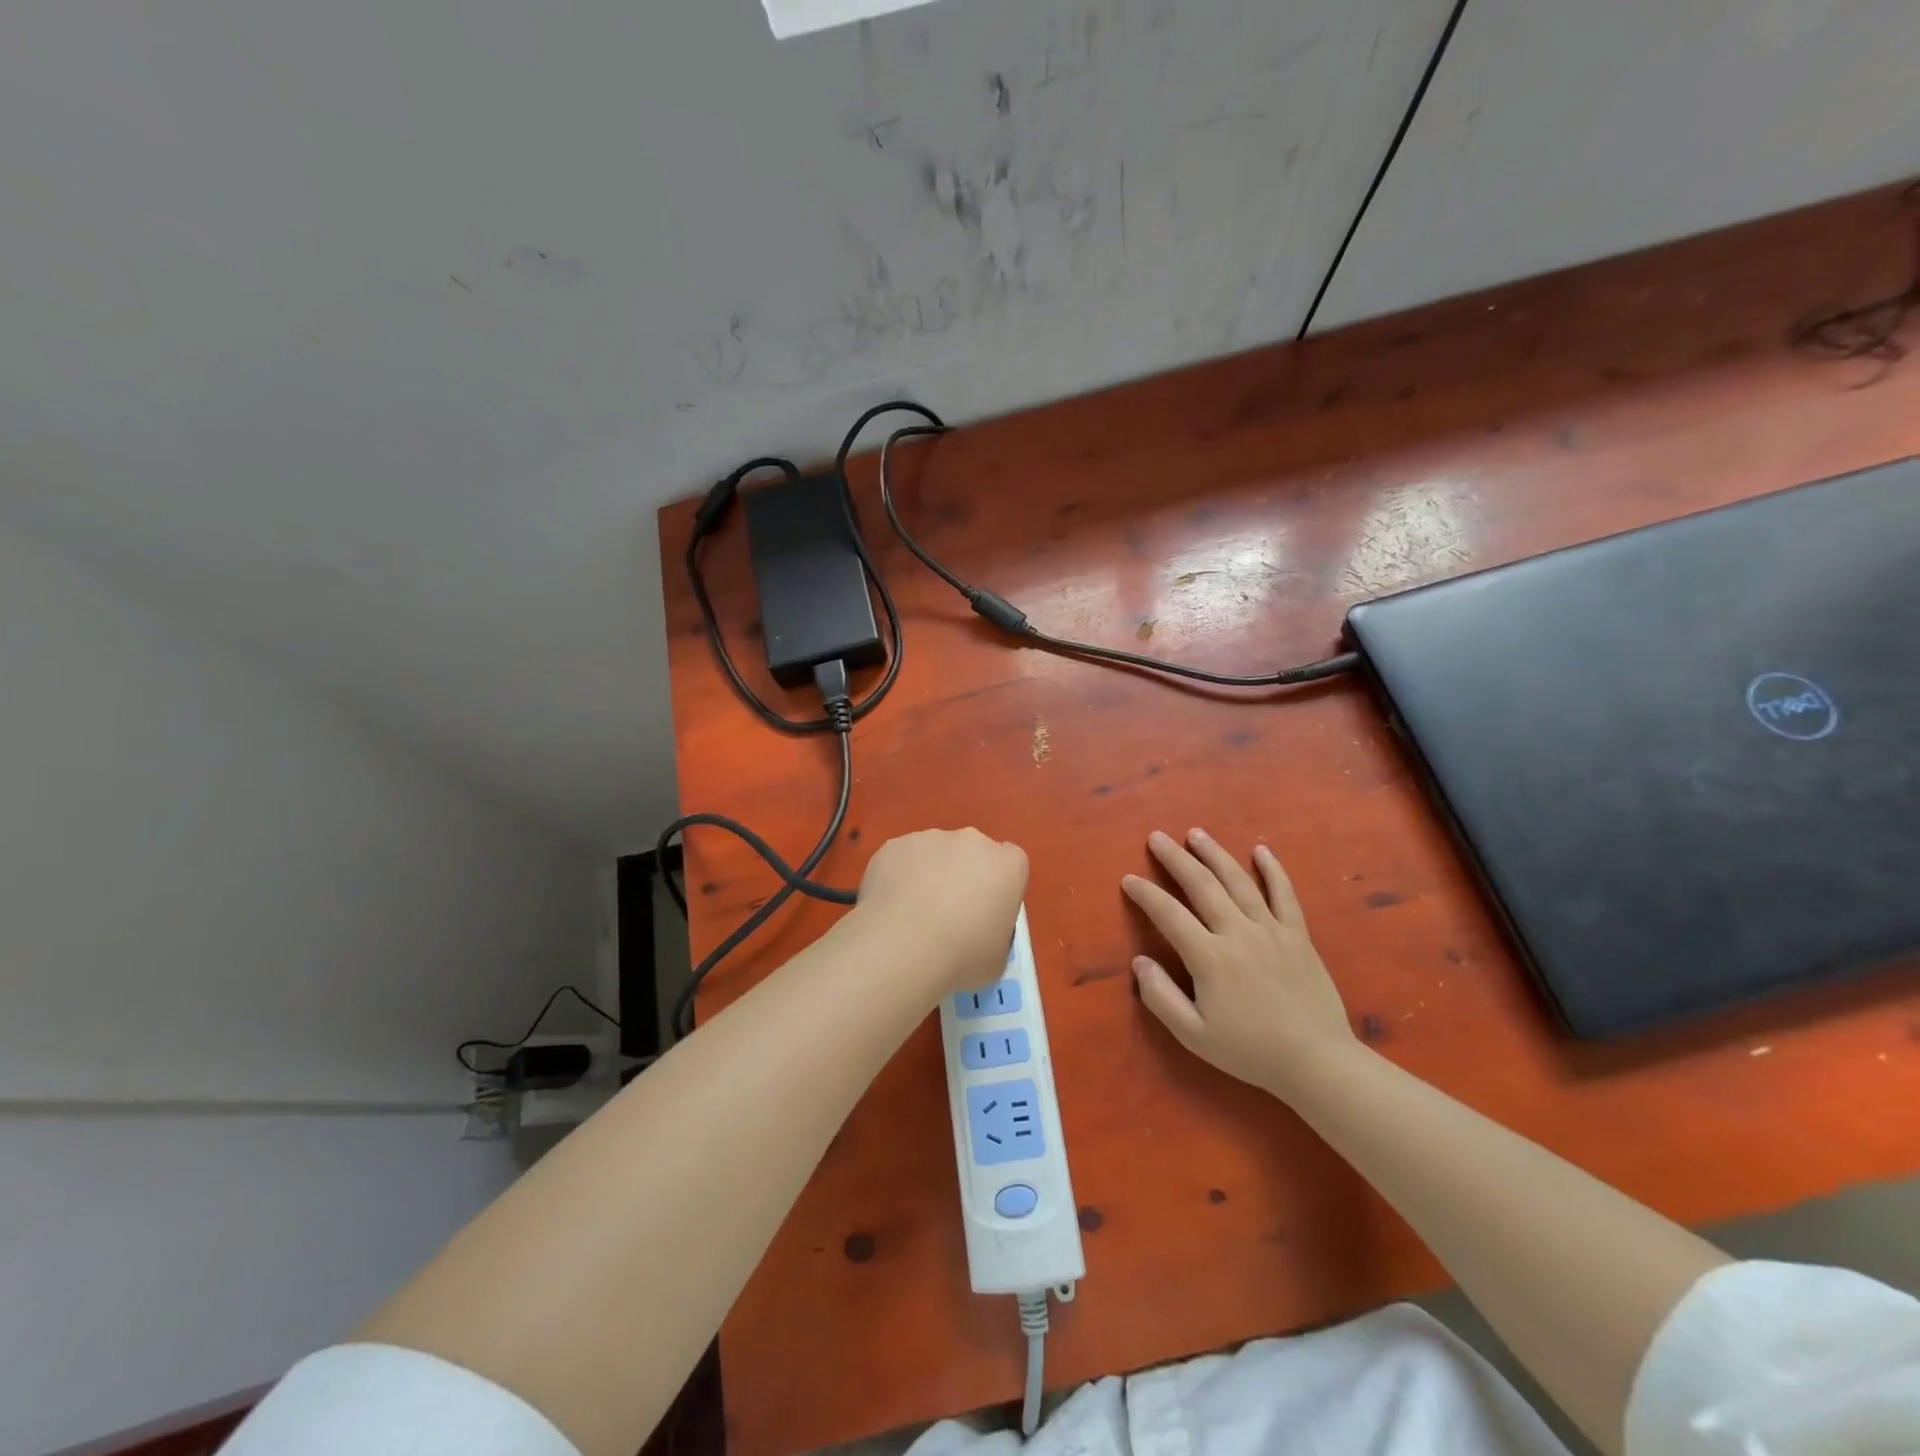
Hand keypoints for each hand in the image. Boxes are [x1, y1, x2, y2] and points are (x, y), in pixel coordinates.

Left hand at [854, 828, 1028, 997]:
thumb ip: (995, 933)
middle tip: (948, 914)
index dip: (999, 887)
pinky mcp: (894, 845)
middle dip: (963, 876)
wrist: (901, 947)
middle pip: (972, 853)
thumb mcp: (997, 957)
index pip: (1012, 864)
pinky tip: (889, 909)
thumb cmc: (962, 957)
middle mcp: (972, 842)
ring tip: (912, 916)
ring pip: (934, 853)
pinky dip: (898, 878)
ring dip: (929, 875)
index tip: (987, 911)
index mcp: (1007, 866)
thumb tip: (979, 931)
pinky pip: (901, 859)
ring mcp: (930, 838)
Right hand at [1122, 828, 1355, 1098]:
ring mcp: (1271, 930)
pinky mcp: (1298, 935)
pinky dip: (1273, 870)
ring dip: (1215, 854)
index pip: (1169, 915)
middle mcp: (1238, 933)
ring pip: (1238, 881)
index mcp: (1210, 958)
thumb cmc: (1251, 1052)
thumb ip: (1161, 998)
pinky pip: (1284, 894)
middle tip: (1157, 837)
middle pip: (1202, 885)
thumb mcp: (1194, 1036)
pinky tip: (1261, 850)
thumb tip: (1139, 962)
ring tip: (1196, 834)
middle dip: (1176, 859)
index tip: (1129, 879)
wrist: (1318, 1062)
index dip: (1146, 894)